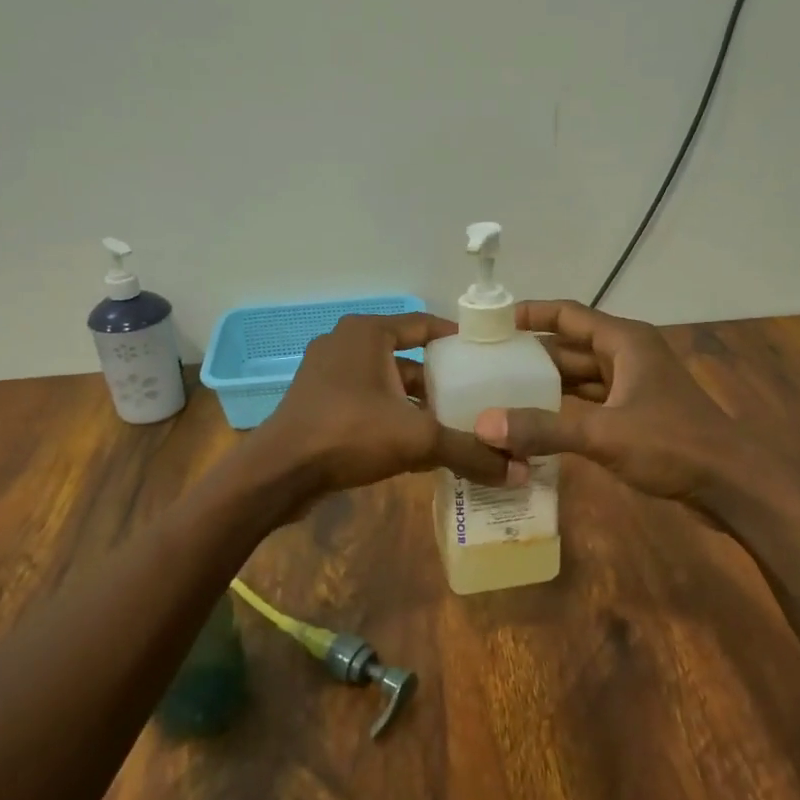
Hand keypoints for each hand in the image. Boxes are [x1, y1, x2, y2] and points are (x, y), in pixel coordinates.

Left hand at [249, 312, 512, 501]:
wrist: (278, 473)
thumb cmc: (348, 434)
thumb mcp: (417, 439)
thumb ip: (469, 451)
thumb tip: (521, 471)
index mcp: (367, 333)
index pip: (424, 325)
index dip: (458, 341)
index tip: (488, 358)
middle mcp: (345, 344)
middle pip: (407, 358)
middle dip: (441, 381)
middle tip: (477, 399)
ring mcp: (327, 374)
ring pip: (387, 384)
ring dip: (417, 404)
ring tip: (454, 426)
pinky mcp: (317, 403)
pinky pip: (367, 403)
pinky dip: (392, 418)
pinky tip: (417, 447)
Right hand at [472, 301, 745, 508]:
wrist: (732, 484)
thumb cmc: (674, 444)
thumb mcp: (605, 433)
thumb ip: (544, 428)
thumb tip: (485, 425)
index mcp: (625, 342)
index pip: (568, 314)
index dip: (530, 314)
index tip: (491, 322)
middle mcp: (628, 356)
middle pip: (570, 347)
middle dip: (531, 354)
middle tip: (485, 363)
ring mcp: (633, 386)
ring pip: (580, 377)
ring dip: (546, 384)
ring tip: (500, 391)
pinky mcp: (636, 415)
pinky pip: (590, 402)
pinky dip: (564, 409)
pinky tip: (535, 422)